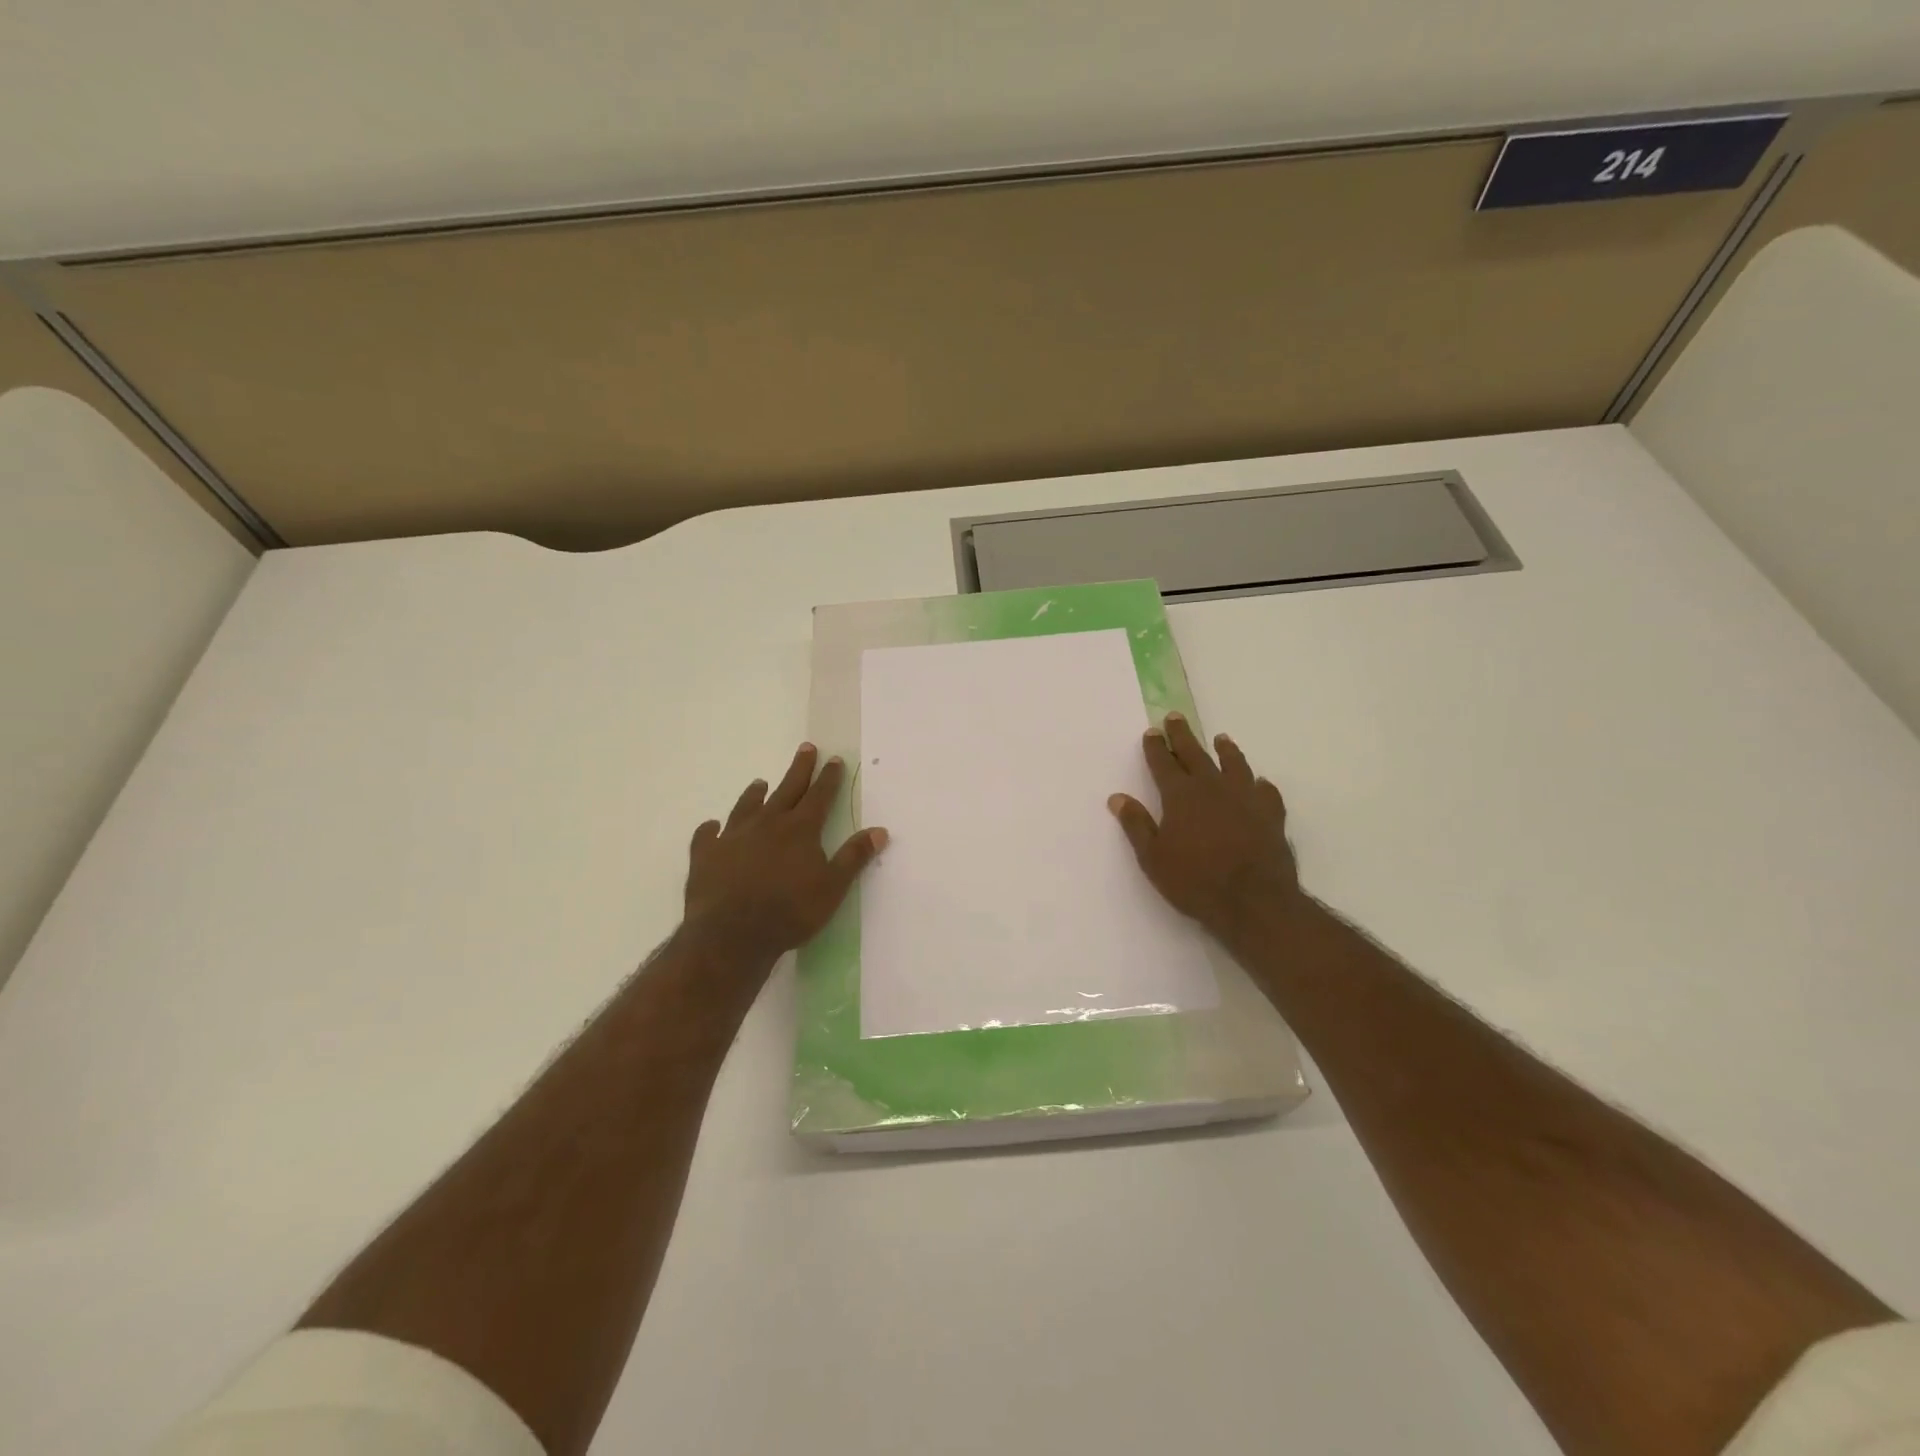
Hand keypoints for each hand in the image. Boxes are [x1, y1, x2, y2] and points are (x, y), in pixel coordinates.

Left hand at [683, 743, 887, 967]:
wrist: (731, 934)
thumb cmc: (790, 912)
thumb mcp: (832, 887)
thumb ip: (854, 857)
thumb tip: (879, 830)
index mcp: (800, 829)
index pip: (819, 796)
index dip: (828, 778)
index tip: (834, 759)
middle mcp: (767, 824)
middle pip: (787, 790)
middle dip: (799, 769)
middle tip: (806, 748)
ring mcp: (733, 837)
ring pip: (746, 806)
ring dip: (755, 794)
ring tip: (759, 782)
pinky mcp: (706, 855)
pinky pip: (707, 835)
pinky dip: (711, 829)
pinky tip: (712, 826)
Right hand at [1108, 714, 1302, 945]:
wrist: (1253, 901)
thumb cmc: (1195, 881)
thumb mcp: (1153, 857)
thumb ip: (1136, 825)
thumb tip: (1117, 797)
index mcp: (1181, 795)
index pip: (1163, 763)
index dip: (1155, 747)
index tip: (1151, 732)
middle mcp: (1213, 788)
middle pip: (1195, 754)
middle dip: (1182, 735)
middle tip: (1175, 717)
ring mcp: (1245, 799)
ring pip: (1234, 765)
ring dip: (1225, 750)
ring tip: (1221, 739)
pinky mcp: (1271, 815)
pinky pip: (1265, 792)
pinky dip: (1260, 784)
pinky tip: (1259, 783)